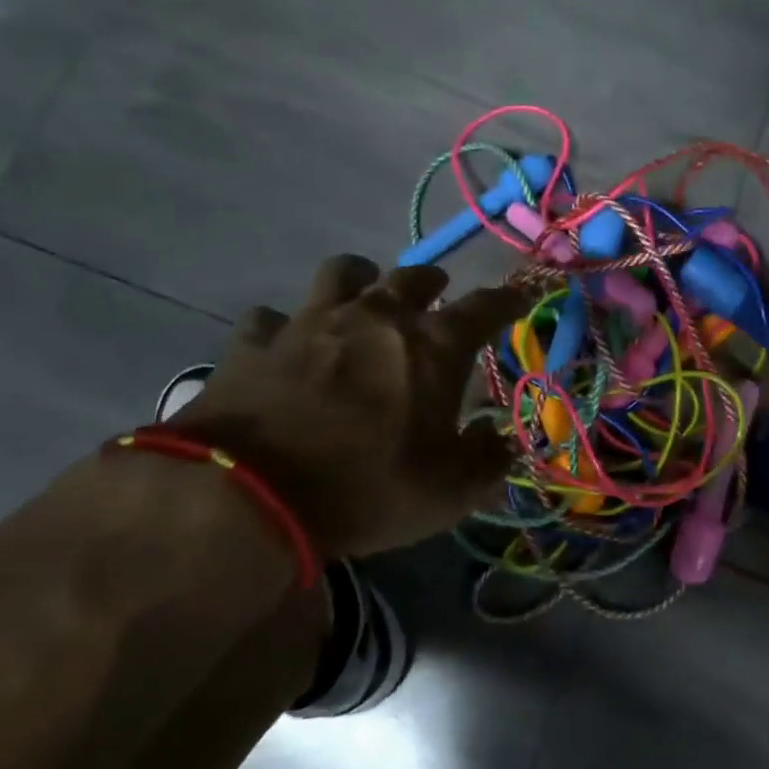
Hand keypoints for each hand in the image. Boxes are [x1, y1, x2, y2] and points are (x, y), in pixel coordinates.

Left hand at [170, 255, 528, 560]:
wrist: (248, 495)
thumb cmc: (365, 489)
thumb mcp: (447, 493)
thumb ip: (485, 461)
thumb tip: (497, 438)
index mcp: (430, 345)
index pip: (485, 307)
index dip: (508, 300)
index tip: (520, 296)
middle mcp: (375, 316)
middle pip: (413, 276)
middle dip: (432, 282)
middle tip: (437, 294)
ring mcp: (311, 321)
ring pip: (342, 272)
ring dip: (360, 278)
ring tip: (363, 294)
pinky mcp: (256, 339)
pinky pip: (273, 316)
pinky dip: (285, 326)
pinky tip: (286, 342)